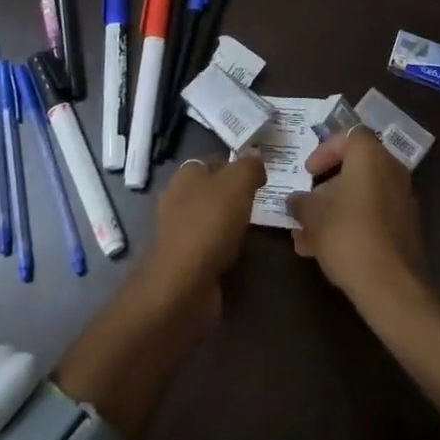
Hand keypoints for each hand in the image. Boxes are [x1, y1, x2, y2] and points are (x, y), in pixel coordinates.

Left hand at [141, 152, 265, 313]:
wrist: (183, 284)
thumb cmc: (209, 224)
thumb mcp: (237, 183)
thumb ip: (249, 166)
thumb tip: (255, 154)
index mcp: (186, 174)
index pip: (214, 160)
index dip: (237, 164)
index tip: (261, 174)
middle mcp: (177, 198)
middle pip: (212, 189)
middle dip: (235, 194)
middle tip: (263, 200)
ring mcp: (178, 231)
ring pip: (211, 218)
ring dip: (230, 222)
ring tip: (257, 227)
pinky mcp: (183, 260)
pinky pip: (210, 245)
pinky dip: (224, 247)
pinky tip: (240, 252)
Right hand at [288, 127, 423, 302]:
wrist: (393, 287)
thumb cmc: (349, 236)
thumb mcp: (313, 216)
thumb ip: (301, 202)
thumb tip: (296, 200)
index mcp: (371, 157)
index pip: (349, 135)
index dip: (325, 149)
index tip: (308, 171)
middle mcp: (391, 172)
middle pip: (354, 169)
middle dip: (325, 188)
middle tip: (305, 205)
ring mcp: (401, 201)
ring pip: (360, 197)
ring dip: (333, 212)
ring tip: (305, 237)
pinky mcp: (404, 230)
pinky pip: (371, 217)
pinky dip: (349, 226)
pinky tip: (323, 252)